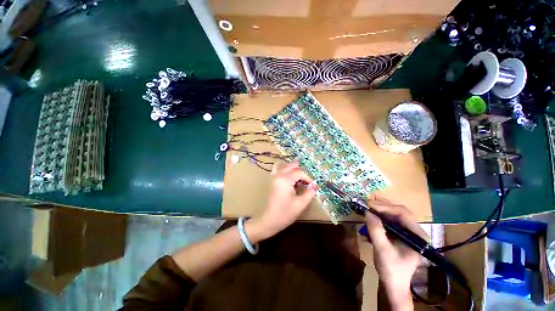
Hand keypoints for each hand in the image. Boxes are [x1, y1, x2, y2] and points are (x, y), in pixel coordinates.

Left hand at [252, 162, 315, 237]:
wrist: (269, 221)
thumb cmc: (285, 213)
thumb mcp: (300, 203)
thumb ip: (309, 193)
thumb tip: (314, 186)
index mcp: (285, 179)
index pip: (300, 172)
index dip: (308, 178)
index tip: (312, 187)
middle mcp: (279, 175)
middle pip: (291, 166)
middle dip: (301, 172)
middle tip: (307, 180)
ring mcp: (274, 177)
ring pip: (286, 167)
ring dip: (294, 171)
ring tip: (301, 180)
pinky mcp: (273, 181)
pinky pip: (282, 172)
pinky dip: (288, 173)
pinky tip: (293, 181)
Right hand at [364, 198, 427, 309]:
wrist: (393, 285)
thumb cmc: (391, 270)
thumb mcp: (382, 250)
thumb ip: (375, 230)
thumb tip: (367, 212)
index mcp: (417, 235)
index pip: (402, 213)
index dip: (385, 207)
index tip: (369, 205)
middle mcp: (414, 231)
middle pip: (397, 212)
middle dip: (380, 208)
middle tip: (365, 206)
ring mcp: (406, 233)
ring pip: (391, 216)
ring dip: (377, 214)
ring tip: (365, 213)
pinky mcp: (399, 235)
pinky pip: (388, 222)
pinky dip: (377, 221)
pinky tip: (368, 224)